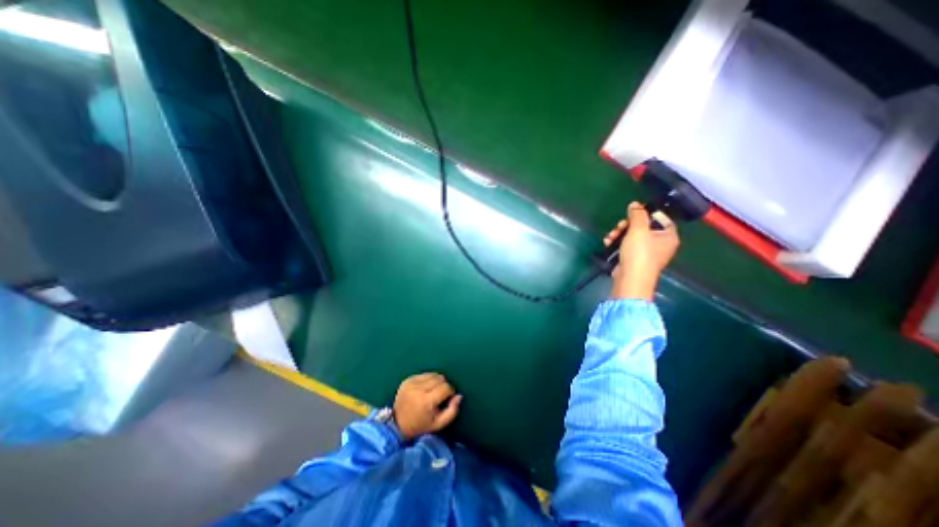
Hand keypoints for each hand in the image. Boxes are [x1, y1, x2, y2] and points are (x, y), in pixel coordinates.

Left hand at [391, 372, 461, 441]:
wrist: (397, 424)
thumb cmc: (421, 425)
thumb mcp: (438, 424)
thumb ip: (452, 411)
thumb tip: (459, 396)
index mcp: (426, 401)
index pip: (445, 388)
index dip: (450, 392)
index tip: (448, 399)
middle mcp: (418, 390)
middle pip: (440, 379)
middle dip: (443, 386)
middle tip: (440, 396)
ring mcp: (411, 383)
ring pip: (433, 375)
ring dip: (436, 382)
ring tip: (432, 392)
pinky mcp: (407, 380)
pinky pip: (424, 374)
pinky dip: (428, 380)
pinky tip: (424, 389)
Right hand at [605, 202, 678, 299]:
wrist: (630, 279)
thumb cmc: (639, 253)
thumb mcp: (638, 229)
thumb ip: (637, 214)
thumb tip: (635, 204)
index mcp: (669, 236)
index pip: (661, 218)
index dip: (647, 214)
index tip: (633, 214)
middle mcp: (661, 244)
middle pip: (643, 227)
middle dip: (627, 225)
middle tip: (619, 227)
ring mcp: (647, 253)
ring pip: (633, 236)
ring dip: (619, 234)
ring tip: (610, 237)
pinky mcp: (634, 259)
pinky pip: (627, 246)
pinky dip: (618, 243)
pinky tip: (608, 243)